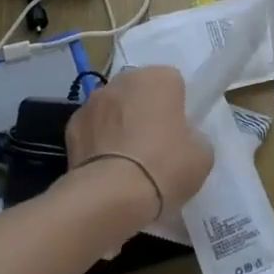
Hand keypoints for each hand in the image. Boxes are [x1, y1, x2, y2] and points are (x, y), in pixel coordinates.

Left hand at [64, 65, 212, 230]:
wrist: (110, 196)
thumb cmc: (164, 167)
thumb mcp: (202, 156)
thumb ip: (195, 137)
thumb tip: (183, 139)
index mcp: (159, 78)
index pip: (173, 82)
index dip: (176, 107)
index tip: (178, 132)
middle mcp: (124, 80)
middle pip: (139, 91)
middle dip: (145, 110)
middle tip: (154, 146)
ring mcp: (93, 101)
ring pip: (113, 107)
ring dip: (119, 123)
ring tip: (127, 161)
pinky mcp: (71, 125)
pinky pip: (92, 128)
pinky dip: (97, 142)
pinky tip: (105, 168)